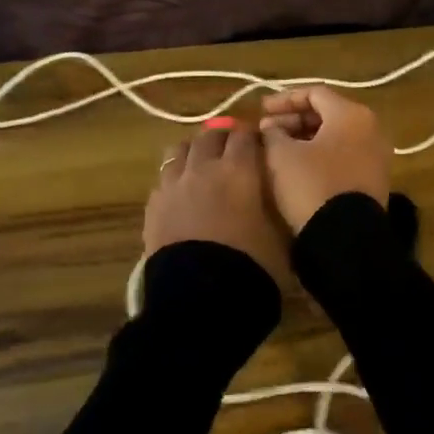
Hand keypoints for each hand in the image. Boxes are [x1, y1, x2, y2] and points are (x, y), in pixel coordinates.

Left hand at [144, 122, 289, 277]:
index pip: (245, 136)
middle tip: (232, 149)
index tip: (259, 144)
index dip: (252, 136)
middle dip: (222, 137)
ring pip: (179, 150)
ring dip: (193, 151)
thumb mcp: (280, 236)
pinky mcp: (153, 206)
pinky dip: (175, 178)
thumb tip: (275, 198)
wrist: (200, 298)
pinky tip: (181, 193)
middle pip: (209, 136)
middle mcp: (203, 168)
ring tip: (202, 163)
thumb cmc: (251, 265)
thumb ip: (276, 208)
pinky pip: (164, 179)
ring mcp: (173, 185)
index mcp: (239, 170)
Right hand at [258, 86, 390, 232]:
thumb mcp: (281, 155)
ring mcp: (376, 155)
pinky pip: (344, 155)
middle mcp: (370, 128)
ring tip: (278, 149)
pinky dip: (320, 154)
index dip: (284, 99)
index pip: (314, 93)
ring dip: (305, 138)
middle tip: (267, 131)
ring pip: (335, 136)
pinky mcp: (373, 179)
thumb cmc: (312, 185)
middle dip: (293, 119)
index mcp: (351, 114)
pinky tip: (298, 167)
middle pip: (327, 113)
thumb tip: (272, 127)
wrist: (345, 238)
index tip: (260, 112)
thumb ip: (273, 133)